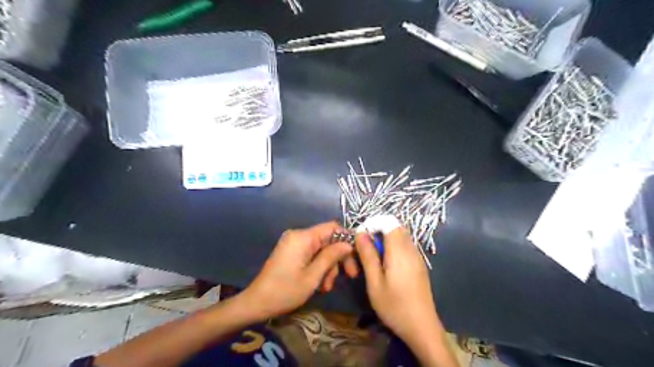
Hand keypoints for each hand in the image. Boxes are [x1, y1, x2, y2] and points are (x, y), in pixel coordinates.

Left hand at [239, 221, 356, 320]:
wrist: (257, 302)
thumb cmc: (285, 290)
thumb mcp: (313, 276)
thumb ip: (331, 257)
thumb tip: (348, 244)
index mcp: (303, 237)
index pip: (332, 227)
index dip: (347, 238)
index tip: (357, 255)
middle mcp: (298, 235)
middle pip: (328, 239)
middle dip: (338, 257)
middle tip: (349, 276)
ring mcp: (294, 243)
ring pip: (321, 248)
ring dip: (328, 266)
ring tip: (327, 286)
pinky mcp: (291, 251)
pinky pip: (311, 254)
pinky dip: (318, 266)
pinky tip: (320, 284)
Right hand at [355, 229, 441, 346]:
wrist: (422, 328)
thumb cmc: (394, 306)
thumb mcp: (374, 282)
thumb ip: (368, 256)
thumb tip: (360, 234)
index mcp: (399, 251)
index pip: (388, 222)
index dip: (373, 224)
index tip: (361, 238)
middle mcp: (411, 249)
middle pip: (395, 227)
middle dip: (378, 231)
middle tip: (366, 249)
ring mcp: (418, 257)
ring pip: (401, 236)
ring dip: (386, 240)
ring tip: (374, 259)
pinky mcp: (420, 264)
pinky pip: (406, 246)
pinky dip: (394, 247)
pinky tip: (387, 266)